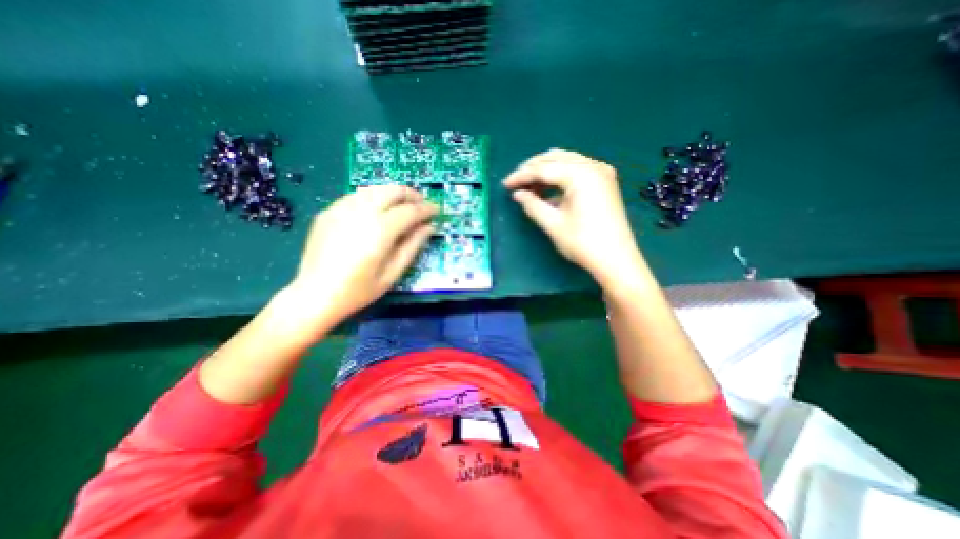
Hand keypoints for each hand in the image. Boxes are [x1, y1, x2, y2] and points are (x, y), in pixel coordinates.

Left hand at [283, 185, 436, 324]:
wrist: (314, 295)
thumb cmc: (358, 290)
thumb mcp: (392, 273)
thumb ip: (413, 246)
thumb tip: (429, 227)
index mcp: (380, 230)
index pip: (410, 211)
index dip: (426, 209)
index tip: (436, 210)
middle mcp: (361, 212)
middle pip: (392, 191)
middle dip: (411, 194)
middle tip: (421, 204)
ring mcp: (341, 209)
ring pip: (374, 189)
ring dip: (393, 193)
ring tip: (402, 206)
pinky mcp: (329, 211)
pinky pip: (357, 196)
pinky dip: (373, 198)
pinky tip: (377, 210)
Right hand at [502, 148, 644, 289]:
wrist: (616, 259)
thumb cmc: (583, 243)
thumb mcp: (553, 224)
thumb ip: (532, 205)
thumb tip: (517, 194)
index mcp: (580, 175)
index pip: (543, 169)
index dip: (521, 176)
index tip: (505, 184)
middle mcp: (593, 166)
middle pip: (555, 158)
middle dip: (533, 168)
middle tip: (516, 182)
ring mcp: (602, 172)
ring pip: (566, 161)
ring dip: (546, 171)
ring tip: (530, 186)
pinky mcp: (605, 182)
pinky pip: (577, 170)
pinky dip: (560, 176)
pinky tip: (549, 190)